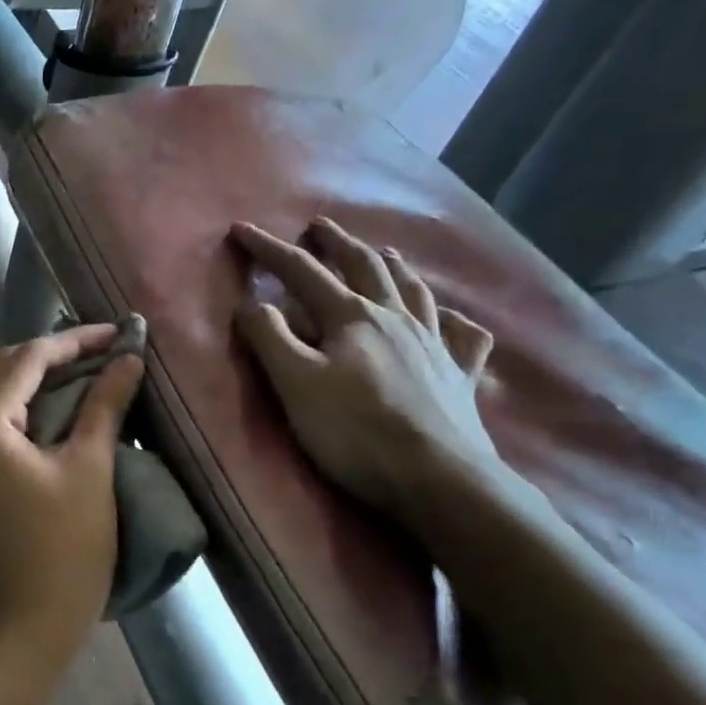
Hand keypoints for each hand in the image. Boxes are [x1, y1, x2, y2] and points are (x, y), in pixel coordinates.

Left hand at [0, 325, 143, 668]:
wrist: (32, 625)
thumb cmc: (67, 547)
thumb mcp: (91, 468)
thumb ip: (105, 405)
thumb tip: (129, 358)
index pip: (27, 360)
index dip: (74, 342)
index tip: (117, 333)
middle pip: (6, 370)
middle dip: (55, 353)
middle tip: (104, 348)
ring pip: (2, 394)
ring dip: (43, 377)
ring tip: (91, 368)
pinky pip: (1, 421)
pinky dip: (33, 405)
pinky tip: (67, 404)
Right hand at [232, 219, 505, 530]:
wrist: (438, 479)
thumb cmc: (355, 431)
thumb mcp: (295, 384)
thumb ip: (269, 337)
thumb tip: (252, 301)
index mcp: (351, 317)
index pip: (302, 271)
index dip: (269, 249)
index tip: (241, 229)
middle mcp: (395, 318)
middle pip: (364, 267)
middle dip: (337, 243)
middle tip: (320, 225)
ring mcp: (434, 345)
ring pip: (414, 290)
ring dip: (393, 266)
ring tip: (384, 252)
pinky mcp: (460, 377)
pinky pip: (464, 337)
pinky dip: (454, 320)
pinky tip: (452, 319)